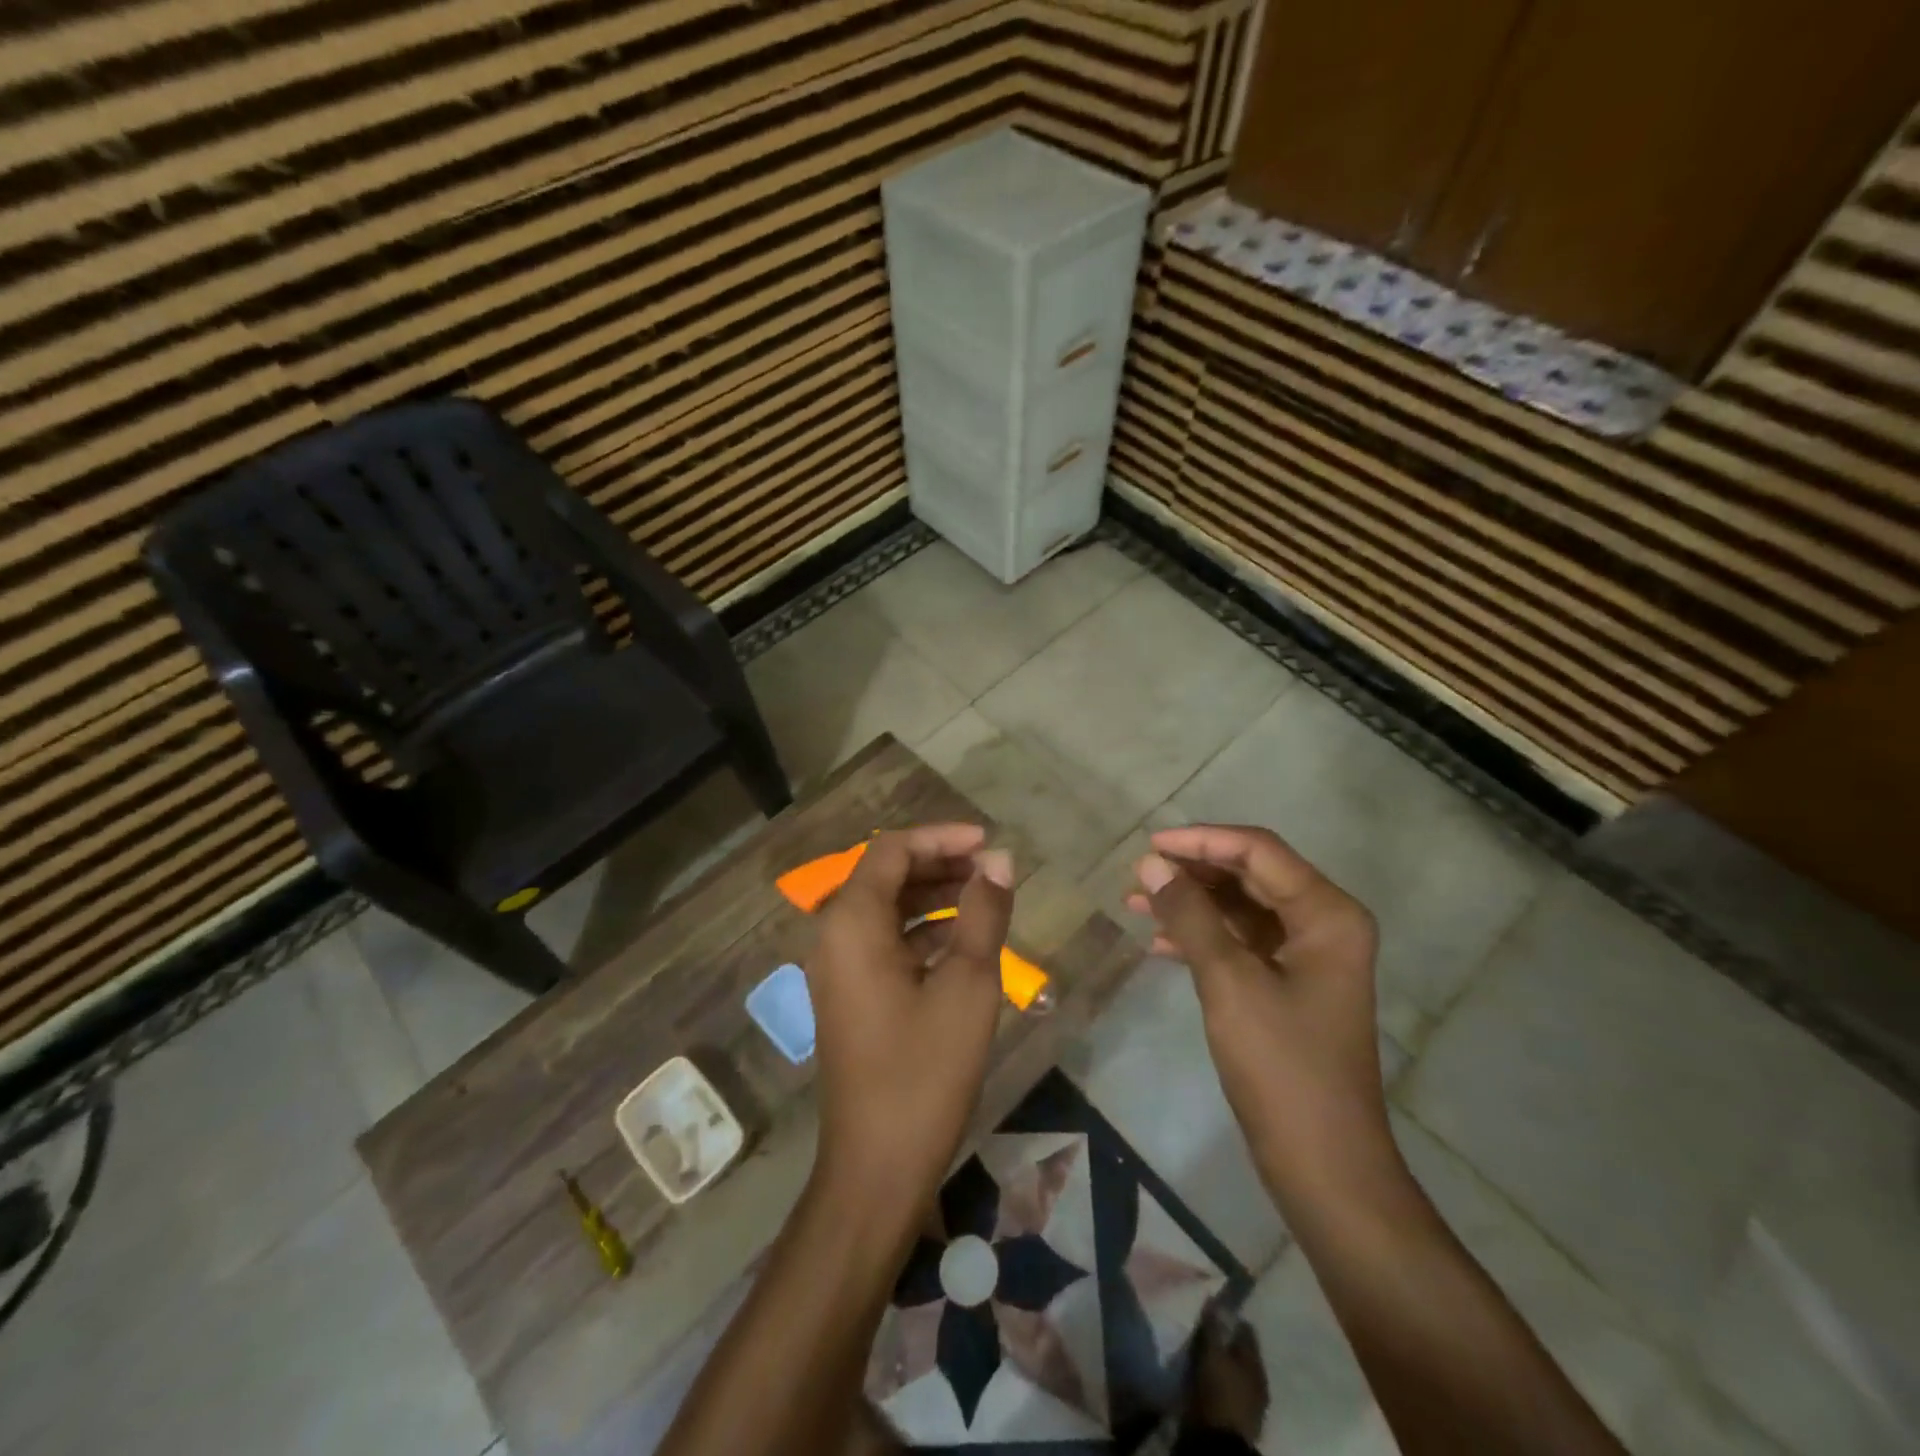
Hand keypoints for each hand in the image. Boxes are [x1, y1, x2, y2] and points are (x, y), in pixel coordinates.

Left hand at [804, 824, 1013, 1222]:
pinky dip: (922, 931)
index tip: (989, 843)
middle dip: (939, 864)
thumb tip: (1001, 861)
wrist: (877, 1168)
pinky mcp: (850, 996)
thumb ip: (983, 913)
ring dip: (933, 896)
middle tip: (992, 869)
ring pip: (886, 909)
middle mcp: (834, 936)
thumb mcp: (967, 984)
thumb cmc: (924, 1070)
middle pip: (886, 875)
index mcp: (852, 923)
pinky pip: (884, 942)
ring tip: (985, 898)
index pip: (892, 850)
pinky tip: (962, 941)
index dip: (942, 837)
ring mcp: (838, 969)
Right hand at [1129, 824, 1396, 1205]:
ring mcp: (1307, 956)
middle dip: (1193, 872)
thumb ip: (1189, 915)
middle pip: (1250, 875)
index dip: (1201, 841)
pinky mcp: (1289, 985)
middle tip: (1138, 875)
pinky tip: (1159, 943)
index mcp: (1327, 914)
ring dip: (1192, 904)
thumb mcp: (1228, 981)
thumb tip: (1150, 864)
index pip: (1258, 851)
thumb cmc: (1282, 1066)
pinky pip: (1241, 942)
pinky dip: (1202, 937)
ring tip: (1136, 903)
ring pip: (1241, 908)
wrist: (1324, 1163)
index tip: (1148, 846)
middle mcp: (1323, 924)